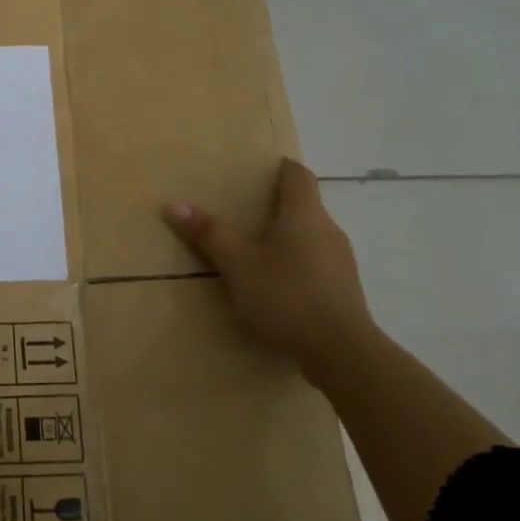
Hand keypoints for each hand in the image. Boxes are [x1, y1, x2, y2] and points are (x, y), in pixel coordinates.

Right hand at [163, 158, 376, 374]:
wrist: (341, 352)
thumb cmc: (286, 295)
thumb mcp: (238, 264)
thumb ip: (209, 234)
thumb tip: (174, 204)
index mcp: (304, 215)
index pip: (299, 176)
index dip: (282, 169)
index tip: (264, 169)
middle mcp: (328, 230)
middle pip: (305, 207)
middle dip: (278, 206)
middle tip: (246, 212)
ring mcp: (341, 262)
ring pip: (311, 237)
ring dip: (287, 238)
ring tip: (257, 251)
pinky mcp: (345, 292)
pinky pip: (317, 265)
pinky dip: (297, 265)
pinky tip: (277, 286)